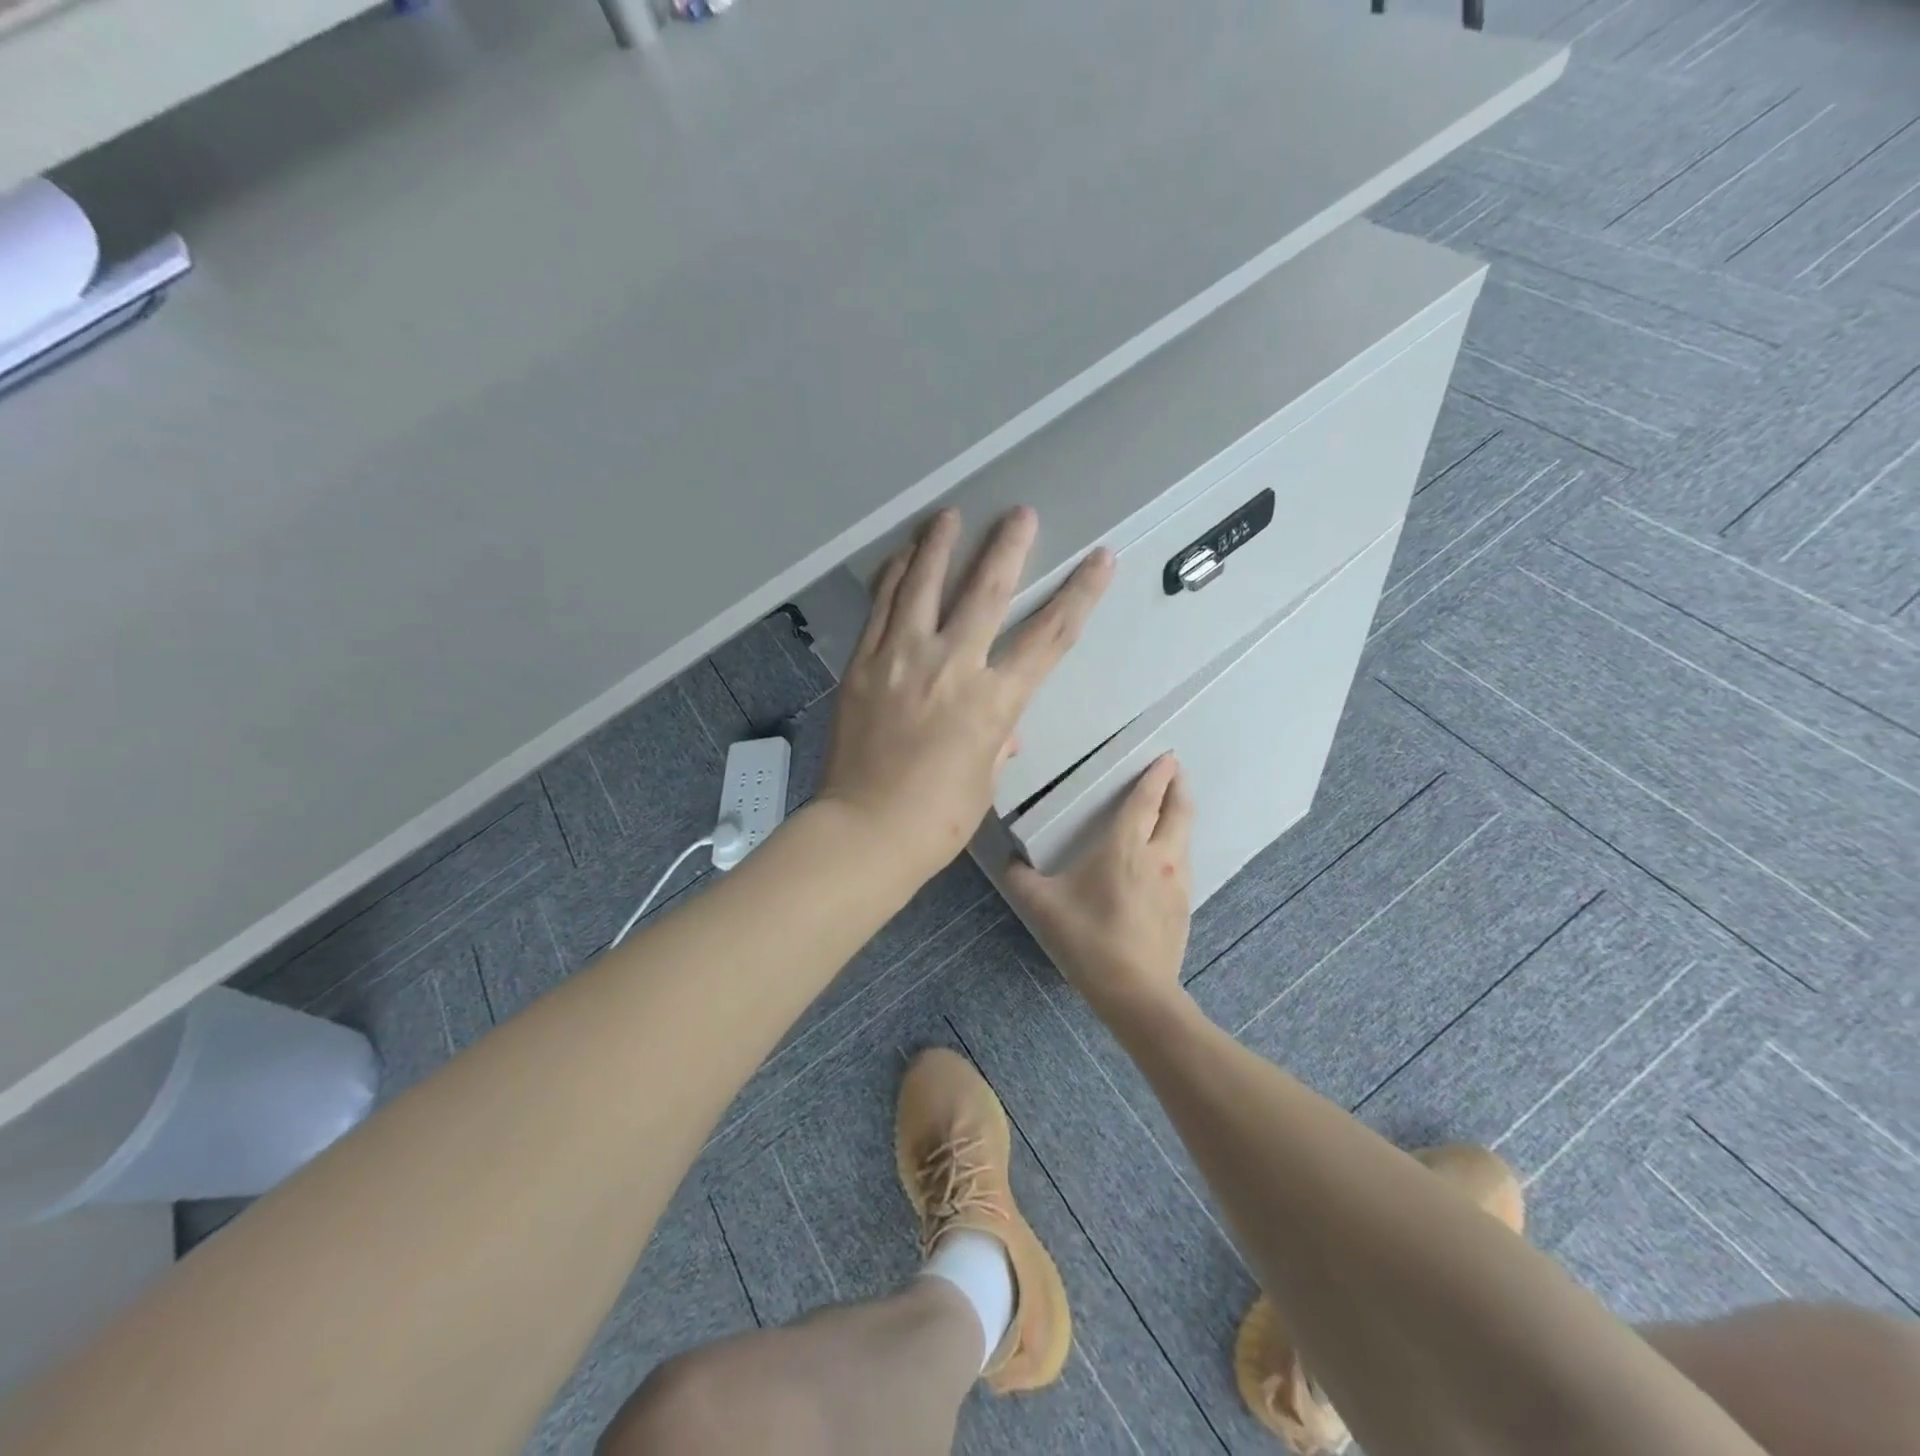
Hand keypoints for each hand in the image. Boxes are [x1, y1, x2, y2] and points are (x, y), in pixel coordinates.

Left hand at [818, 506, 1112, 880]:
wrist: (866, 830)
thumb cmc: (937, 819)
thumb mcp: (983, 780)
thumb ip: (996, 740)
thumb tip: (1003, 730)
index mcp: (994, 701)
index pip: (1049, 637)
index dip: (1079, 595)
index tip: (1099, 561)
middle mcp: (952, 666)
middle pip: (987, 592)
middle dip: (1008, 548)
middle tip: (1020, 514)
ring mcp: (902, 659)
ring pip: (924, 586)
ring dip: (940, 545)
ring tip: (949, 515)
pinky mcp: (865, 664)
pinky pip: (882, 608)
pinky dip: (894, 577)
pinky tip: (901, 557)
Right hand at [1005, 753, 1194, 1023]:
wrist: (1136, 992)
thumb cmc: (1088, 939)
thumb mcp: (1042, 906)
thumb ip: (1020, 878)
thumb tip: (1009, 861)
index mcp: (1125, 847)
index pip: (1146, 800)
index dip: (1156, 775)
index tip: (1166, 757)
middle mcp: (1159, 856)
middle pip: (1179, 810)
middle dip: (1179, 786)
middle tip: (1175, 771)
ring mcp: (1177, 881)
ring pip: (1185, 836)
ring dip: (1181, 814)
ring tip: (1172, 807)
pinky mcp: (1184, 905)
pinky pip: (1184, 861)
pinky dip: (1178, 844)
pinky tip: (1165, 856)